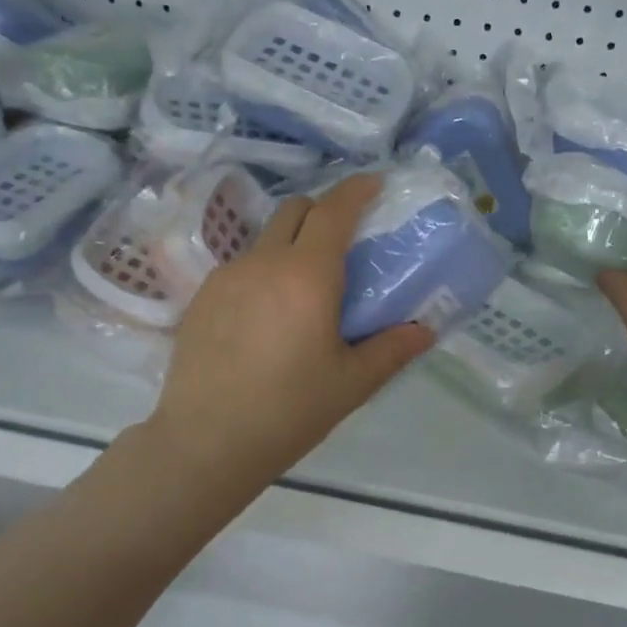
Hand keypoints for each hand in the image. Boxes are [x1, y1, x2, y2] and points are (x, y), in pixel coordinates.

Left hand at [149, 173, 434, 483]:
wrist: (206, 442)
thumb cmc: (289, 411)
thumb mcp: (351, 383)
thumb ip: (392, 349)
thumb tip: (424, 330)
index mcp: (307, 275)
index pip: (334, 210)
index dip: (356, 190)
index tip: (374, 185)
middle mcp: (264, 262)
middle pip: (296, 210)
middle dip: (324, 211)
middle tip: (345, 241)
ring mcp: (226, 277)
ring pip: (266, 240)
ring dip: (292, 244)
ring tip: (306, 288)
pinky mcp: (201, 298)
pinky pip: (242, 267)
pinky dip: (265, 272)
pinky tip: (268, 316)